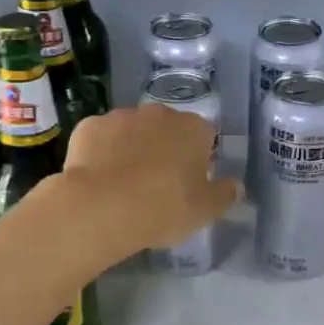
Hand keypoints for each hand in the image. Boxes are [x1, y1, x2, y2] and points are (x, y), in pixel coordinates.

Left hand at [53, 104, 237, 261]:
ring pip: (131, 131)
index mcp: (192, 128)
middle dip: (163, 149)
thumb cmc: (163, 208)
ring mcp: (120, 116)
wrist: (101, 207)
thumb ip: (224, 195)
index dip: (197, 159)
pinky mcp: (88, 126)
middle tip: (156, 184)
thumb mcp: (204, 211)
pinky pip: (100, 139)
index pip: (203, 136)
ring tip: (122, 184)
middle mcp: (158, 113)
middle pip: (166, 129)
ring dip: (131, 148)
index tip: (188, 183)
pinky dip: (100, 153)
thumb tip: (235, 185)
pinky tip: (97, 179)